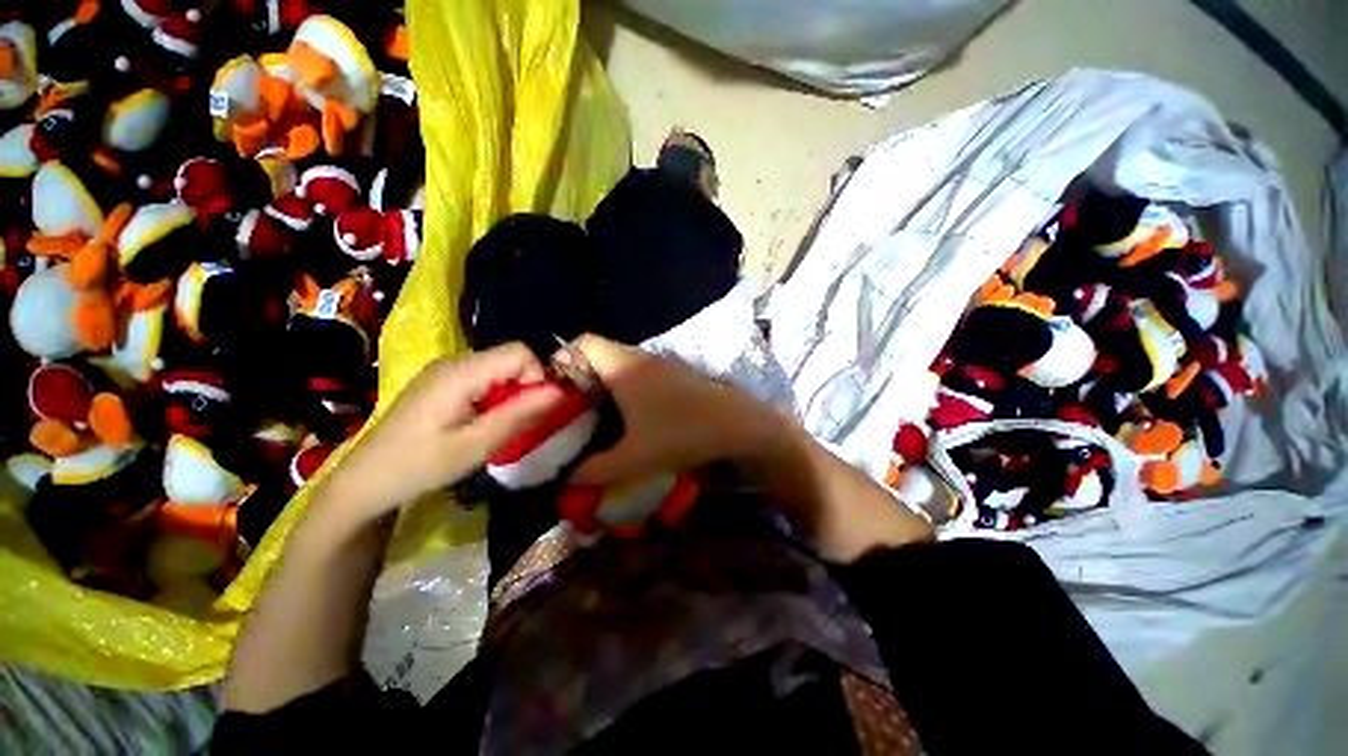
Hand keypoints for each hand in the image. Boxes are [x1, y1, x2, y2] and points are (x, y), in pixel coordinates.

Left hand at [324, 343, 563, 519]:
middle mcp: (454, 361)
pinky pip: (484, 376)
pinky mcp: (442, 380)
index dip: (537, 376)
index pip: (519, 352)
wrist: (365, 480)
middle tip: (520, 421)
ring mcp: (446, 369)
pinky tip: (483, 419)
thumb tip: (562, 391)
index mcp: (460, 373)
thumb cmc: (420, 465)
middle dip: (526, 386)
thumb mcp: (476, 445)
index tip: (533, 409)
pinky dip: (497, 394)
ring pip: (500, 367)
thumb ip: (520, 414)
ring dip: (512, 392)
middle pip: (510, 358)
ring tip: (501, 423)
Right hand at [568, 335, 785, 485]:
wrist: (738, 425)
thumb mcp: (634, 459)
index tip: (557, 390)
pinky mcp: (678, 373)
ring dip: (608, 383)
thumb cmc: (682, 434)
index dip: (564, 359)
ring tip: (601, 415)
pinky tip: (635, 415)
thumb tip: (568, 479)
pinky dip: (629, 387)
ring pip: (622, 363)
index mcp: (623, 367)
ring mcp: (663, 363)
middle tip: (575, 408)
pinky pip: (642, 372)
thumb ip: (595, 470)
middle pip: (600, 353)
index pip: (583, 341)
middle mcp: (641, 357)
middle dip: (583, 377)